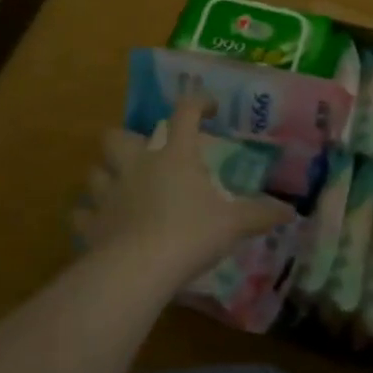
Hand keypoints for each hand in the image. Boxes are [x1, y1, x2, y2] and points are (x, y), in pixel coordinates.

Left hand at [72, 92, 293, 285]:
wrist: (139, 269)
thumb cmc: (191, 235)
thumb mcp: (233, 224)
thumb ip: (260, 215)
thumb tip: (290, 211)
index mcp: (175, 156)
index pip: (185, 114)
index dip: (197, 103)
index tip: (208, 107)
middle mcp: (137, 166)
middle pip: (118, 136)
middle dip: (126, 139)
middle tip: (144, 155)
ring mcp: (109, 193)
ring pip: (95, 171)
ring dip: (105, 176)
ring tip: (119, 189)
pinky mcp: (91, 223)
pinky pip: (82, 212)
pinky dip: (90, 215)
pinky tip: (101, 224)